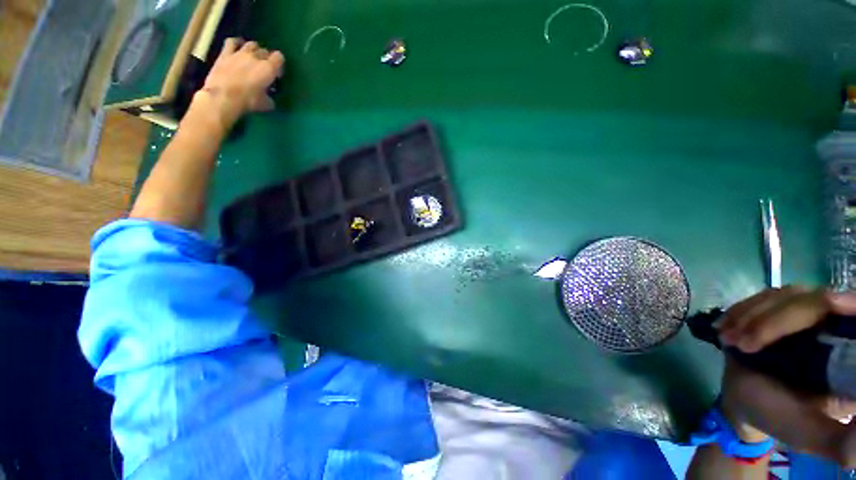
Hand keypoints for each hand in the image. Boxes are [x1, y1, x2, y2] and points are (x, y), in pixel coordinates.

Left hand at [192, 38, 284, 131]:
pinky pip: (232, 42)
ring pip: (251, 44)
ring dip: (254, 50)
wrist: (223, 97)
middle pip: (265, 51)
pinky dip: (236, 43)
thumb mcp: (266, 104)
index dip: (279, 65)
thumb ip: (270, 97)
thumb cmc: (249, 101)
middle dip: (266, 59)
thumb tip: (269, 97)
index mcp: (269, 68)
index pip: (279, 57)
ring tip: (252, 58)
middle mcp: (256, 57)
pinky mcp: (225, 53)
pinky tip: (237, 47)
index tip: (276, 74)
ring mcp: (240, 53)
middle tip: (264, 69)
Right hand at [715, 287, 855, 466]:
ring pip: (791, 295)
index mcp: (850, 357)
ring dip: (754, 314)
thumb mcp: (811, 434)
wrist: (743, 401)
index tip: (829, 304)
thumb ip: (844, 443)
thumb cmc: (778, 421)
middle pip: (819, 301)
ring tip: (728, 338)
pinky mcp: (782, 309)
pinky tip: (725, 325)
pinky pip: (769, 296)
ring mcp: (808, 316)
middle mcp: (835, 329)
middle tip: (742, 344)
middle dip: (777, 319)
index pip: (855, 316)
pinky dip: (744, 308)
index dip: (850, 304)